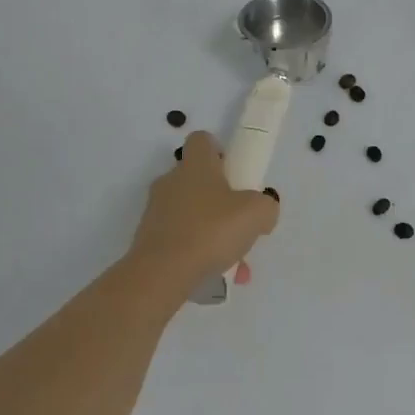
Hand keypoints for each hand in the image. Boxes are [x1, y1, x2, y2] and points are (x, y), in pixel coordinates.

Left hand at [124, 132, 278, 301]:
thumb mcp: (257, 213)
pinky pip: (182, 240)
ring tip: (235, 262)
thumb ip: (266, 205)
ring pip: (193, 214)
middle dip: (222, 200)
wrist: (162, 273)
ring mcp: (156, 211)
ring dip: (215, 233)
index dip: (220, 150)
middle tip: (241, 222)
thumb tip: (261, 210)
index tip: (235, 172)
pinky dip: (200, 253)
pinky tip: (218, 274)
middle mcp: (171, 182)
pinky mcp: (148, 239)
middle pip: (198, 180)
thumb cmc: (212, 230)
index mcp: (196, 166)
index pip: (202, 140)